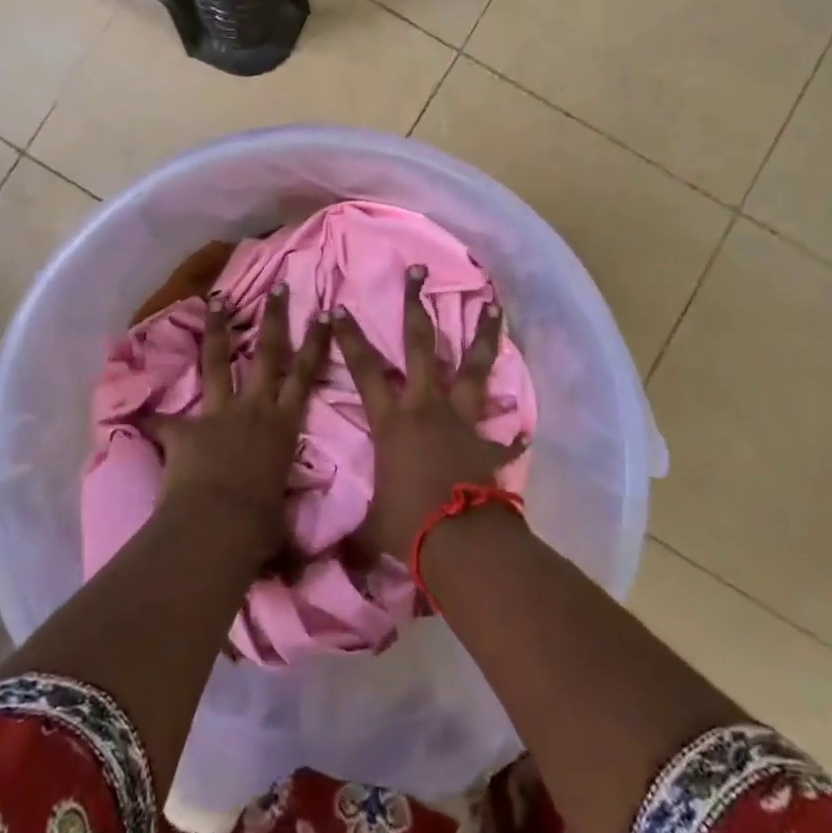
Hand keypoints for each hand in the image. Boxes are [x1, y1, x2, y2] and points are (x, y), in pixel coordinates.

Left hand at [148, 283, 331, 561]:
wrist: (218, 526)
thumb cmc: (260, 525)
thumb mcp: (282, 520)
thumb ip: (286, 523)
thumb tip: (303, 566)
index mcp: (283, 425)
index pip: (306, 375)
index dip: (316, 342)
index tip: (324, 311)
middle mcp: (255, 409)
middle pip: (269, 354)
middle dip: (275, 319)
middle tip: (279, 287)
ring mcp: (218, 414)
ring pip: (220, 362)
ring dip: (219, 330)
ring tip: (216, 300)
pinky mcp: (185, 429)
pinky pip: (161, 421)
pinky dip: (147, 418)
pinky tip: (132, 412)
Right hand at [334, 266, 526, 560]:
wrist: (460, 542)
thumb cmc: (407, 525)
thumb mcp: (368, 527)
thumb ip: (347, 532)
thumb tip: (310, 562)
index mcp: (392, 420)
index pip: (364, 369)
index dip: (350, 338)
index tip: (339, 307)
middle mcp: (426, 407)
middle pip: (421, 345)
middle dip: (416, 305)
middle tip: (419, 271)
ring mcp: (461, 419)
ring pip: (472, 366)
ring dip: (482, 335)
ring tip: (493, 305)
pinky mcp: (487, 441)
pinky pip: (502, 431)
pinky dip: (510, 428)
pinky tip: (521, 423)